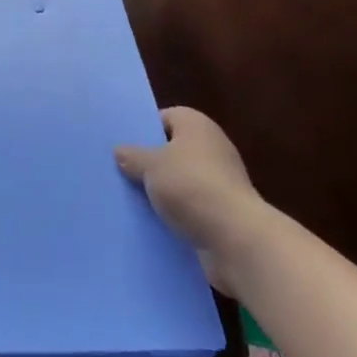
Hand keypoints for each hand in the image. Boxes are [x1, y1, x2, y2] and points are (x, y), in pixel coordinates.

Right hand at [115, 107, 266, 278]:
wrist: (236, 239)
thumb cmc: (191, 186)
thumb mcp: (150, 166)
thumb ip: (132, 156)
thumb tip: (120, 151)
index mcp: (196, 125)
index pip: (165, 117)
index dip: (144, 130)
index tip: (124, 146)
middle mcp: (212, 147)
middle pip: (173, 149)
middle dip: (151, 162)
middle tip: (122, 171)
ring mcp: (221, 181)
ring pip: (181, 180)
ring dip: (163, 191)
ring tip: (133, 199)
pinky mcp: (224, 212)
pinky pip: (192, 206)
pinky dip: (177, 213)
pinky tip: (155, 221)